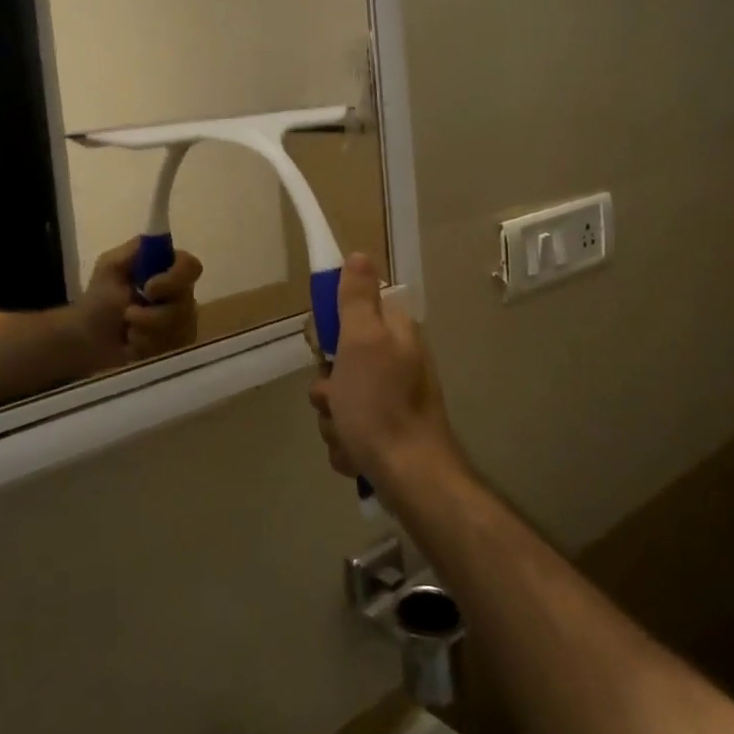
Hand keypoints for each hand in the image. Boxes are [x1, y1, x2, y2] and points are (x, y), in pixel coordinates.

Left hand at [75, 240, 203, 371]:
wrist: (88, 340)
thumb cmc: (99, 300)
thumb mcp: (110, 266)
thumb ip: (135, 251)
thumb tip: (162, 241)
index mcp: (167, 269)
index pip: (191, 267)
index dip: (175, 278)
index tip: (149, 288)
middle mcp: (181, 293)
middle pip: (187, 303)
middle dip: (153, 315)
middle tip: (128, 315)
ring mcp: (183, 322)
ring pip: (180, 329)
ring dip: (146, 332)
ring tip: (128, 332)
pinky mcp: (178, 346)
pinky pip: (175, 347)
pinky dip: (149, 347)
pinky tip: (135, 345)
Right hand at [308, 255, 464, 496]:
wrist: (410, 478)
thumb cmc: (381, 405)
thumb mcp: (363, 342)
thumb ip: (357, 299)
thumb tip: (358, 254)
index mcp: (395, 334)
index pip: (349, 313)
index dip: (329, 330)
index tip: (324, 349)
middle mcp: (396, 362)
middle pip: (338, 361)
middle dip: (329, 387)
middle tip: (337, 398)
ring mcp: (392, 400)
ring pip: (339, 399)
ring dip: (334, 420)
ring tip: (349, 434)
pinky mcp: (386, 434)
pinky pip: (348, 429)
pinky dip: (346, 443)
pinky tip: (355, 454)